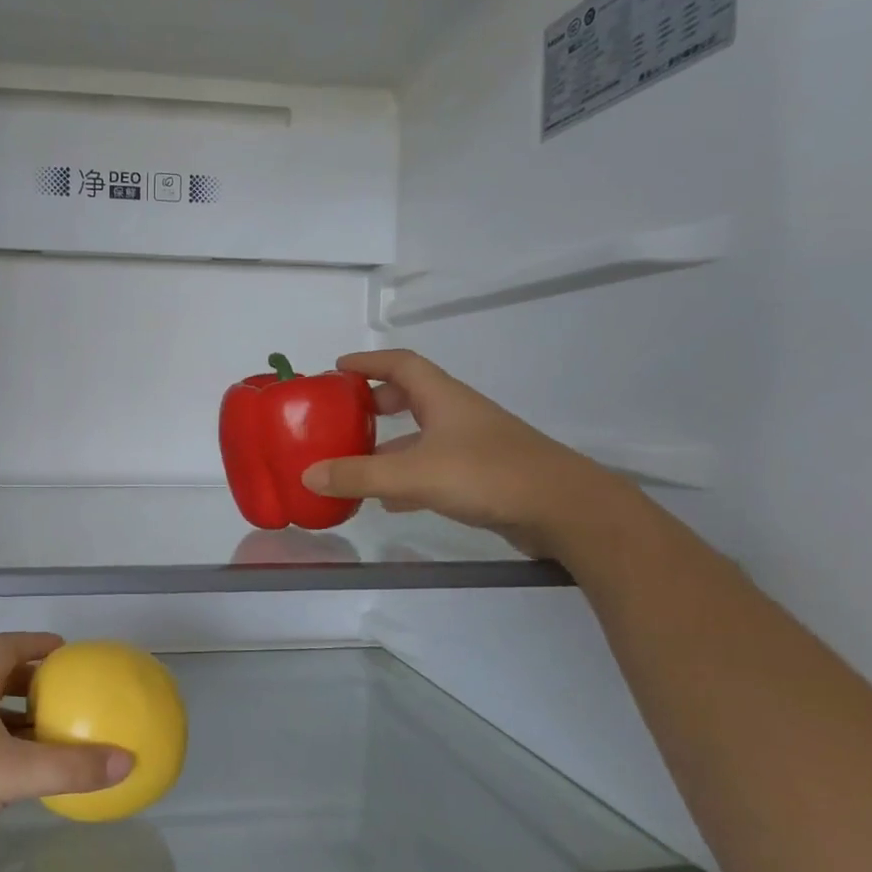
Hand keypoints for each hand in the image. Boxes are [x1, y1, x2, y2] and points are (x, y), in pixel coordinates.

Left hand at [0, 633, 133, 860]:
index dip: (36, 643)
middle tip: (62, 695)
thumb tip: (128, 760)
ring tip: (45, 737)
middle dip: (29, 684)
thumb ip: (72, 767)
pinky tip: (11, 776)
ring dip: (13, 721)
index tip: (64, 649)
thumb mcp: (14, 771)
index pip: (6, 646)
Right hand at [300, 350, 624, 556]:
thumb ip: (359, 475)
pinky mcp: (482, 475)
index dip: (368, 361)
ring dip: (388, 444)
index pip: (400, 364)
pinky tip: (388, 500)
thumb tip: (307, 476)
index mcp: (442, 398)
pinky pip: (433, 466)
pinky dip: (406, 476)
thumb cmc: (488, 475)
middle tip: (343, 416)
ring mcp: (473, 445)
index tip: (337, 368)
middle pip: (411, 396)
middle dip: (375, 402)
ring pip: (421, 435)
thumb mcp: (414, 474)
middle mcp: (457, 414)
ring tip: (354, 461)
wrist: (564, 509)